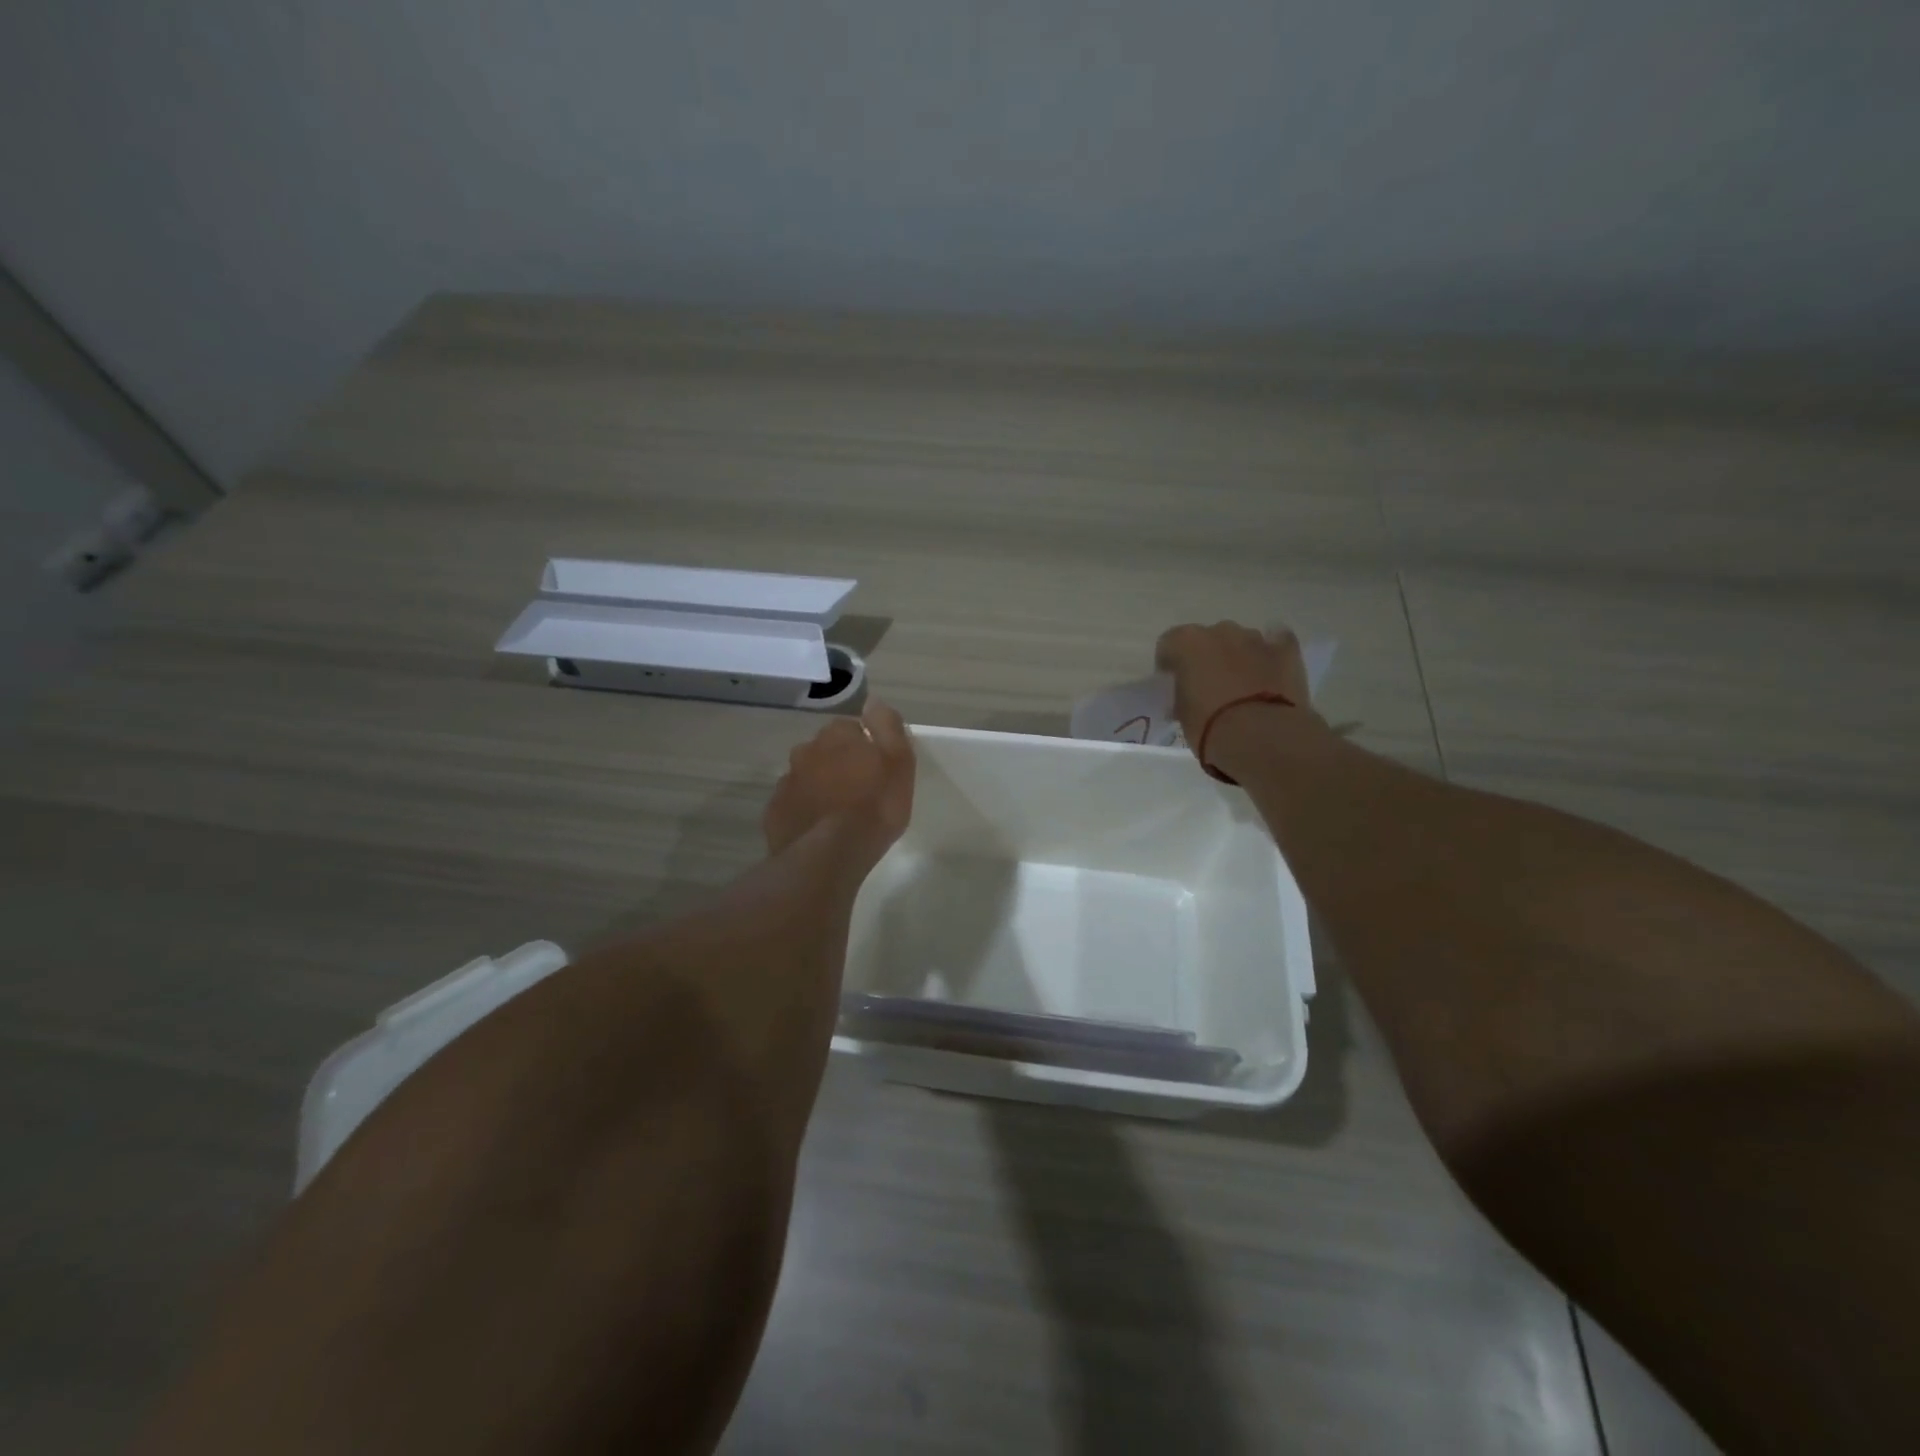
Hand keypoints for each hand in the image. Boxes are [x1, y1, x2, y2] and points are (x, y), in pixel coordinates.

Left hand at [763, 699, 914, 862]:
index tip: (876, 769)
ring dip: (821, 786)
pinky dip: (805, 810)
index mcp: (837, 735)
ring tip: (838, 813)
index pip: (851, 728)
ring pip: (808, 776)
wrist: (829, 854)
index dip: (865, 747)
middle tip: (859, 792)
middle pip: (826, 750)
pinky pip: (794, 803)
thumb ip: (887, 726)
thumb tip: (873, 702)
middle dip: (839, 764)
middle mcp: (806, 751)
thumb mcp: (899, 762)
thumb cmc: (874, 806)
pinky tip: (819, 829)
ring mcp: (787, 781)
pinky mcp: (775, 811)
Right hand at [1155, 621, 1315, 774]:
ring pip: (1241, 641)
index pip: (1169, 644)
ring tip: (1242, 687)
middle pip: (1208, 639)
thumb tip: (1188, 694)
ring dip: (1238, 657)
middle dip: (1207, 658)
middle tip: (1209, 687)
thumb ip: (1182, 694)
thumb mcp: (1181, 713)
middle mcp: (1220, 631)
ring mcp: (1255, 638)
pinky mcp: (1286, 650)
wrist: (1260, 736)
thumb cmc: (1209, 726)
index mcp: (1187, 642)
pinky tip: (1270, 671)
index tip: (1173, 685)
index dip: (1170, 664)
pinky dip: (1271, 653)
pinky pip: (1277, 642)